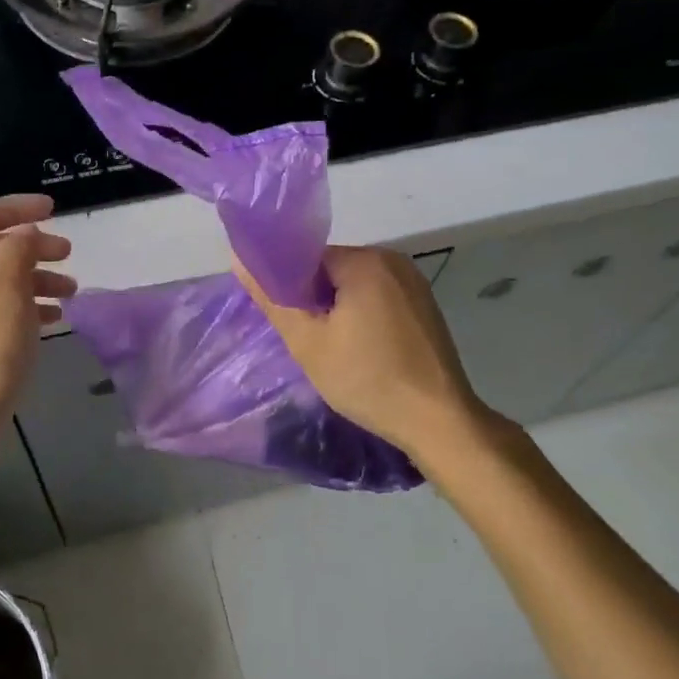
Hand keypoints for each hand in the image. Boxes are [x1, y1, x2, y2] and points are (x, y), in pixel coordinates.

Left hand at [0, 196, 74, 482]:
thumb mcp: (6, 302)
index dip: (16, 208)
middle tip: (69, 255)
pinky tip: (53, 320)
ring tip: (71, 293)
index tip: (55, 210)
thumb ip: (17, 257)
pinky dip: (27, 307)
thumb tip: (24, 232)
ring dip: (34, 278)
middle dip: (32, 246)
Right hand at [237, 246, 490, 470]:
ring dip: (339, 309)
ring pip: (355, 285)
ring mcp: (414, 282)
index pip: (308, 258)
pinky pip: (379, 297)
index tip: (288, 322)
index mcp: (364, 260)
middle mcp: (392, 260)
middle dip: (315, 299)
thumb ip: (273, 298)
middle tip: (311, 341)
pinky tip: (364, 349)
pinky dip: (363, 315)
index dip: (290, 288)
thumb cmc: (368, 379)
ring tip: (337, 349)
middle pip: (332, 269)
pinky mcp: (425, 304)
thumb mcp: (309, 343)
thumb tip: (240, 260)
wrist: (439, 420)